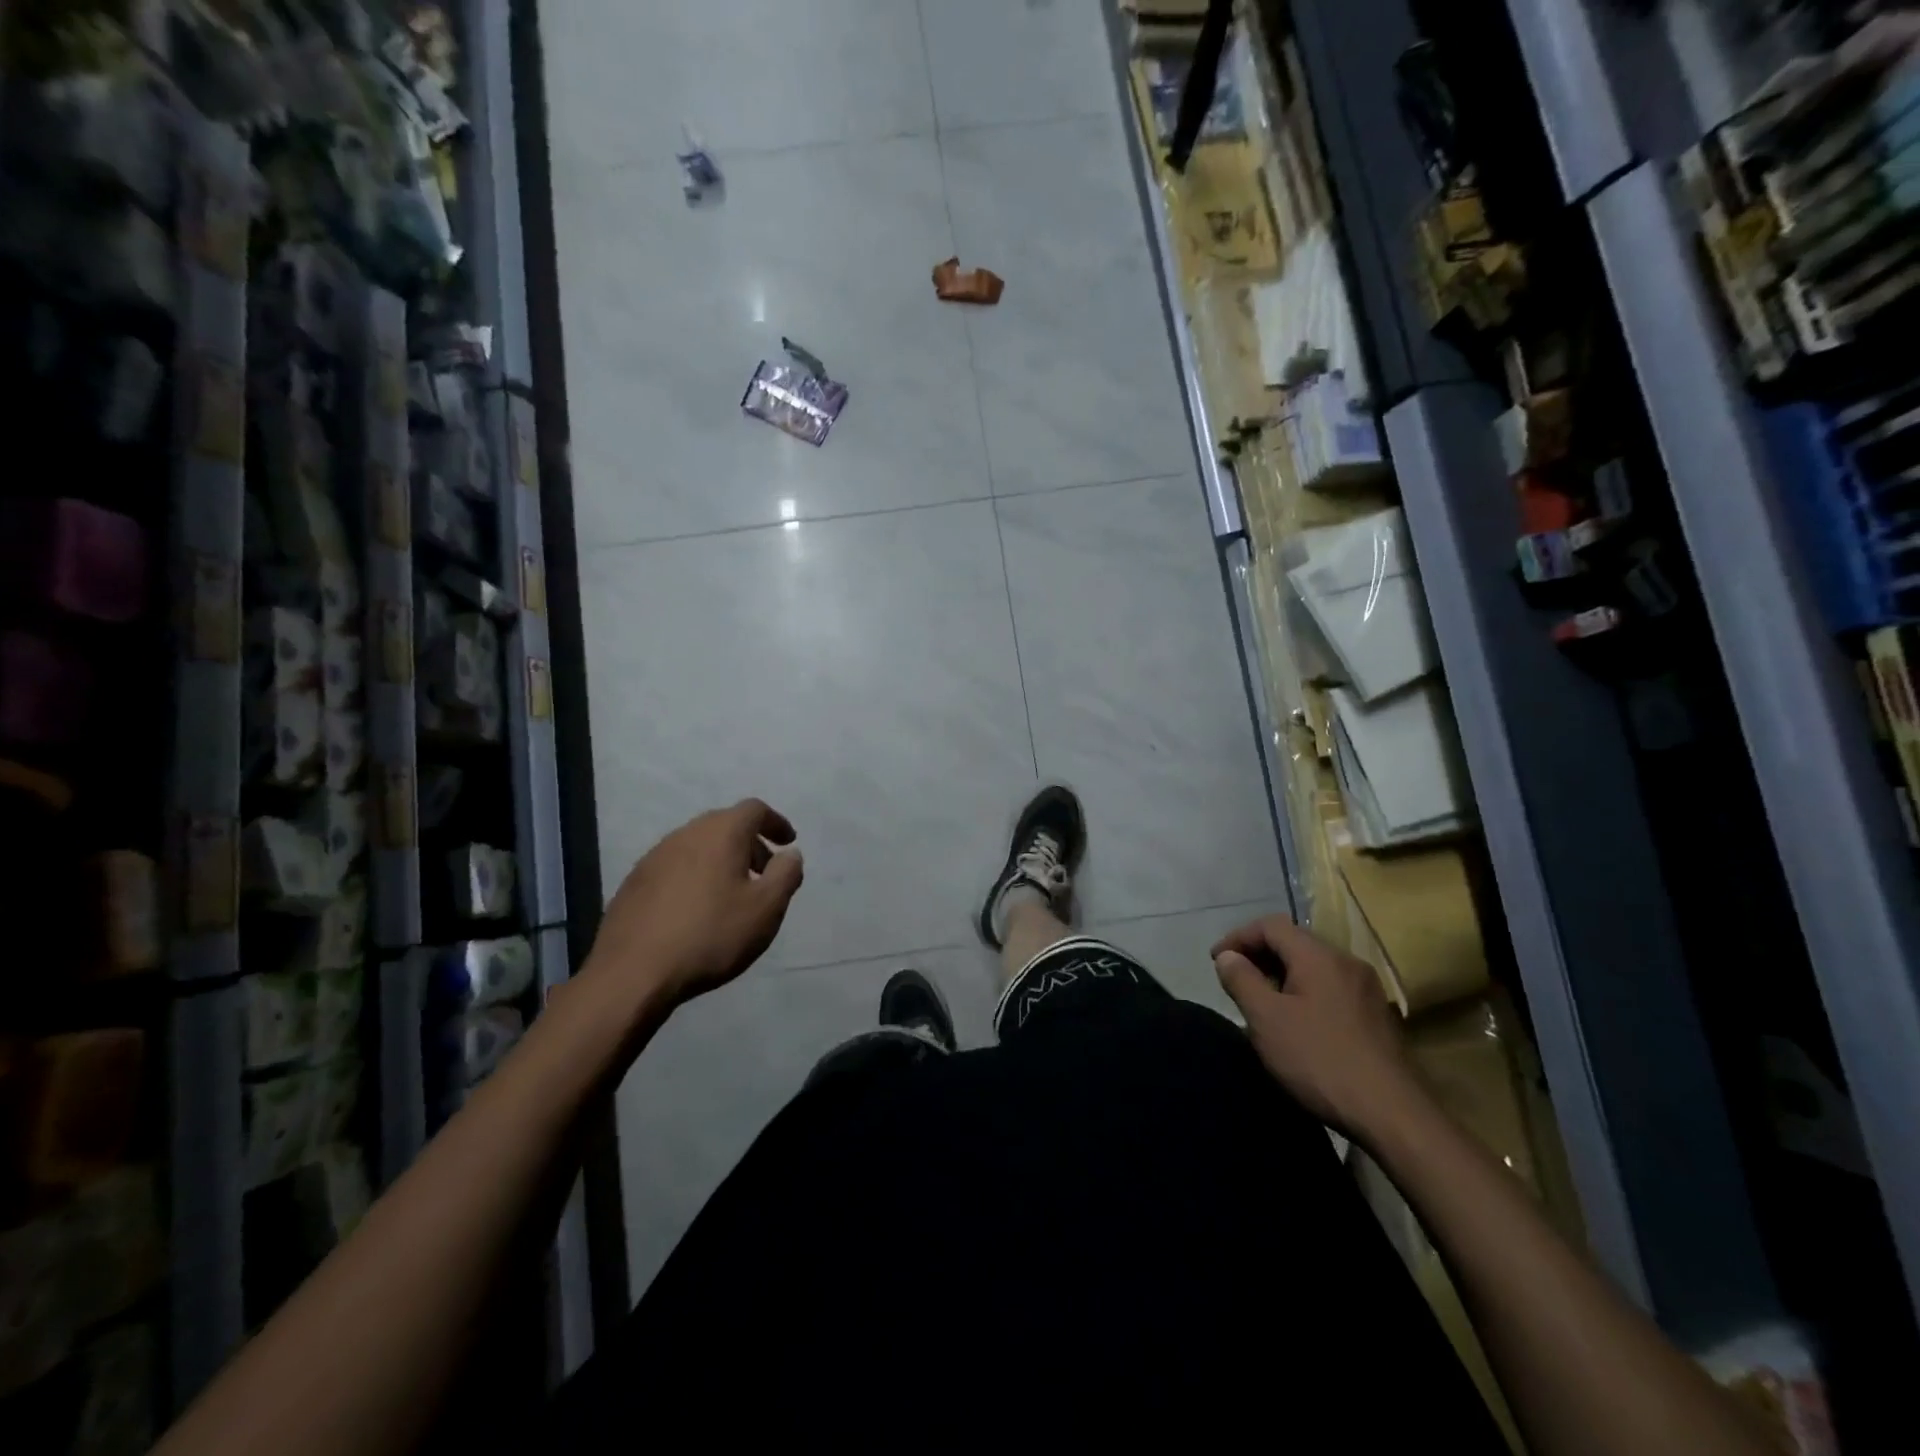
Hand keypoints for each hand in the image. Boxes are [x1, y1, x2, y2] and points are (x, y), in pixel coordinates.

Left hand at [587, 799, 804, 1011]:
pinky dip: (696, 875)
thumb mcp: (766, 908)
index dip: (775, 823)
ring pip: (698, 846)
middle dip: (750, 843)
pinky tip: (697, 910)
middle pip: (724, 824)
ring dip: (721, 860)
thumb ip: (786, 874)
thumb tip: (790, 854)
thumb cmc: (710, 935)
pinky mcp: (634, 882)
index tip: (788, 844)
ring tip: (732, 895)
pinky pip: (676, 866)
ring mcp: (655, 857)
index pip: (754, 809)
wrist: (632, 973)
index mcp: (720, 833)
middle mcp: (685, 834)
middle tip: (764, 873)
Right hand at [1211, 914, 1423, 1142]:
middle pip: (1294, 942)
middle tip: (1235, 981)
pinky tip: (1295, 1023)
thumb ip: (1241, 980)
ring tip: (1260, 1002)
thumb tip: (1227, 956)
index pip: (1271, 925)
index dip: (1238, 937)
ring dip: (1281, 975)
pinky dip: (1304, 993)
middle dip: (1259, 955)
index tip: (1216, 961)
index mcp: (1319, 956)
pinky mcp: (1377, 1016)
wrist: (1394, 1116)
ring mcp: (1366, 989)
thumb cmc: (1320, 1060)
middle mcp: (1347, 962)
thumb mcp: (1266, 1019)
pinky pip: (1330, 988)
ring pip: (1313, 966)